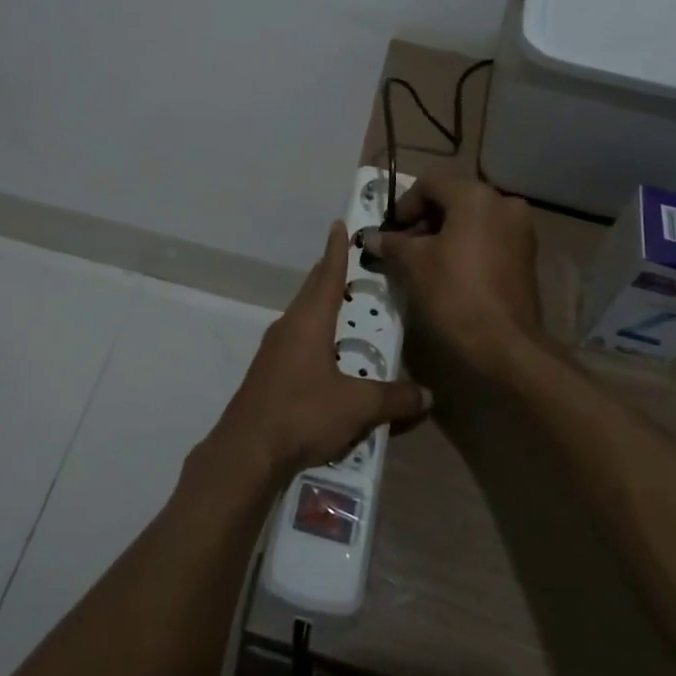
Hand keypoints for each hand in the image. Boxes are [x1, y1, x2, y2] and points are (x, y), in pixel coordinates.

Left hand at [199, 222, 427, 486]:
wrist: (247, 450)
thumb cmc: (303, 413)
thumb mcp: (357, 406)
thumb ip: (393, 398)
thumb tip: (428, 395)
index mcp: (309, 321)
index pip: (327, 275)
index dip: (336, 250)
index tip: (339, 225)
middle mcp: (288, 326)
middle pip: (312, 291)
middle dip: (330, 275)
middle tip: (350, 263)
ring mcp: (274, 349)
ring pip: (302, 316)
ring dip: (321, 306)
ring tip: (343, 306)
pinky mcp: (268, 372)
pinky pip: (296, 340)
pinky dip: (314, 334)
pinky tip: (326, 354)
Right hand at [372, 178, 540, 390]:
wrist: (504, 344)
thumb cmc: (453, 293)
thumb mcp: (413, 264)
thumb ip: (392, 244)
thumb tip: (373, 238)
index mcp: (475, 196)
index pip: (429, 184)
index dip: (404, 206)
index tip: (391, 232)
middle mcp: (503, 203)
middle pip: (453, 199)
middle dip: (425, 221)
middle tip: (404, 248)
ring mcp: (521, 229)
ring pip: (472, 220)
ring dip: (445, 234)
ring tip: (424, 262)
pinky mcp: (527, 255)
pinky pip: (489, 238)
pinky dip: (467, 246)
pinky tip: (450, 271)